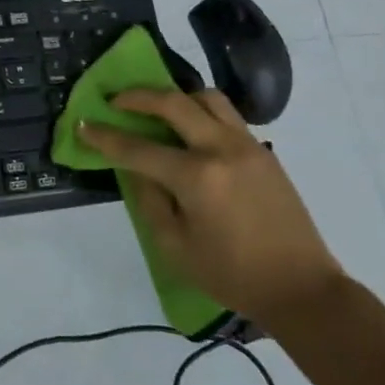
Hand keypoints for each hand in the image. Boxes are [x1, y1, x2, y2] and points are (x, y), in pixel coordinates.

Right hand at [77, 88, 343, 327]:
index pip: (138, 148)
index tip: (83, 124)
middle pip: (173, 103)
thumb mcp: (175, 247)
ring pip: (207, 98)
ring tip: (158, 109)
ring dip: (176, 97)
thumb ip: (149, 201)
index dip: (105, 136)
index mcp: (196, 177)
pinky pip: (227, 115)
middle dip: (138, 97)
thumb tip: (135, 169)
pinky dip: (202, 111)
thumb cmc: (232, 275)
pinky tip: (191, 131)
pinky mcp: (264, 152)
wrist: (301, 288)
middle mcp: (221, 149)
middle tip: (115, 100)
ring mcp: (247, 145)